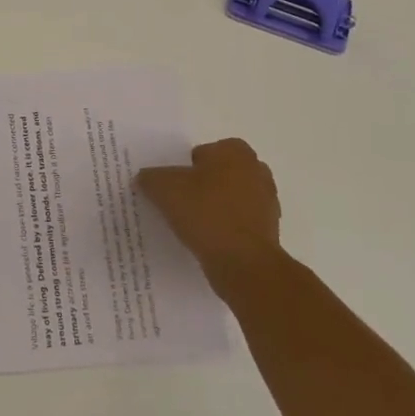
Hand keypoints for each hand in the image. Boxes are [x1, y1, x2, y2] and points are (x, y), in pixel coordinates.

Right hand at [135, 138, 283, 294]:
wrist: (244, 264)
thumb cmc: (206, 213)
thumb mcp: (164, 189)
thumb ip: (151, 178)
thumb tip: (145, 178)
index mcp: (235, 151)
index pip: (204, 152)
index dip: (186, 168)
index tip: (174, 187)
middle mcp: (256, 170)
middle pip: (219, 174)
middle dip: (204, 186)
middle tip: (181, 203)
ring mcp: (267, 202)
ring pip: (231, 199)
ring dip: (216, 209)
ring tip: (193, 226)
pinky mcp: (270, 231)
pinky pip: (240, 223)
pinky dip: (227, 230)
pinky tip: (209, 242)